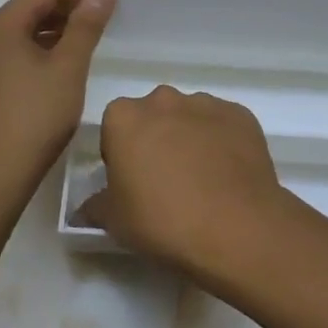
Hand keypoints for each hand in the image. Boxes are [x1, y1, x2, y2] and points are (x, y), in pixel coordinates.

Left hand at [0, 0, 115, 213]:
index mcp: (2, 26)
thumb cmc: (35, 117)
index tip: (111, 7)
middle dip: (70, 11)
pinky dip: (45, 54)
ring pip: (26, 34)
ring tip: (90, 48)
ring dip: (59, 33)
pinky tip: (65, 74)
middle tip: (105, 26)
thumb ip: (87, 25)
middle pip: (33, 8)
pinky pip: (19, 56)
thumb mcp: (68, 68)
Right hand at [83, 86, 291, 270]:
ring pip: (190, 117)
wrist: (235, 228)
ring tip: (202, 180)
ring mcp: (206, 103)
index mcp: (125, 117)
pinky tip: (228, 175)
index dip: (120, 154)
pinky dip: (222, 142)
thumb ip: (95, 206)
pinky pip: (223, 125)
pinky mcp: (241, 114)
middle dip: (156, 139)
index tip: (131, 181)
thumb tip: (87, 207)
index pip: (114, 127)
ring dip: (190, 138)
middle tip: (165, 180)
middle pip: (153, 115)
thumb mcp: (114, 222)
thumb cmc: (163, 221)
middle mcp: (164, 100)